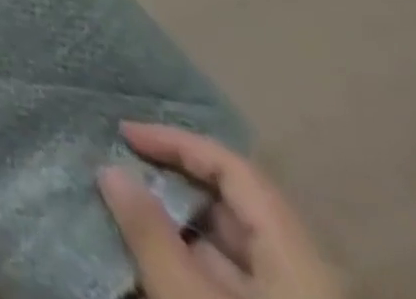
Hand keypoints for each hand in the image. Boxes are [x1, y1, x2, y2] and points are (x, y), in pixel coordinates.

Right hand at [99, 123, 344, 298]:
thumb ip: (148, 232)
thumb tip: (109, 168)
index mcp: (297, 256)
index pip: (234, 169)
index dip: (177, 142)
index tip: (124, 135)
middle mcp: (306, 275)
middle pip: (235, 206)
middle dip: (173, 182)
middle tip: (119, 170)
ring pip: (233, 247)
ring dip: (178, 224)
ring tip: (125, 211)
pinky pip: (236, 282)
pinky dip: (192, 262)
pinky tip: (153, 260)